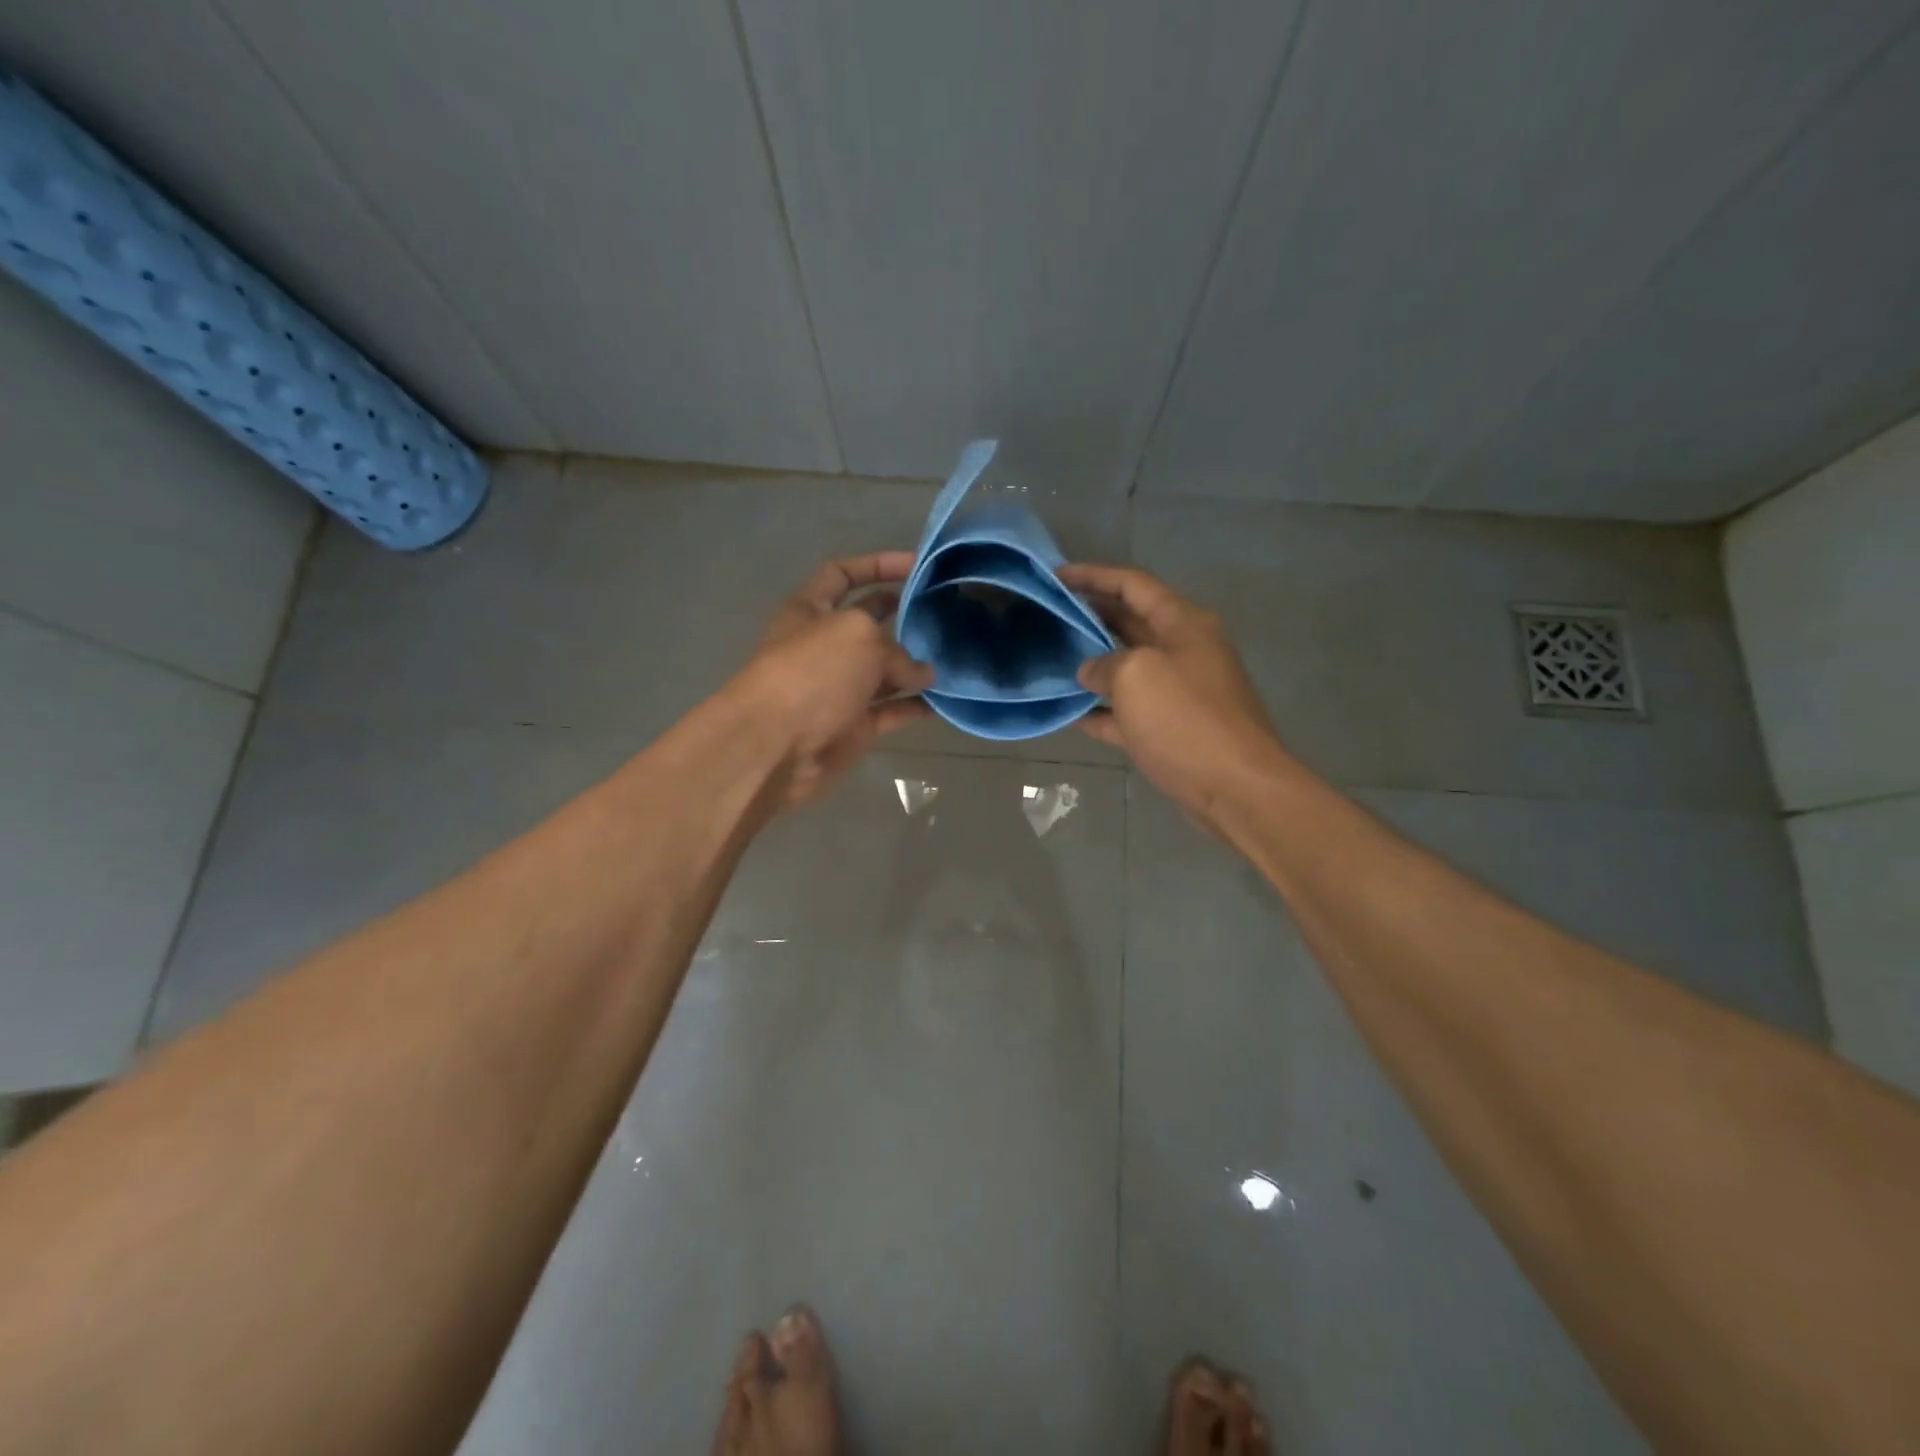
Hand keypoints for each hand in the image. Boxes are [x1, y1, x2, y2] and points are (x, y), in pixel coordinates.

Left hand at [730, 552, 934, 808]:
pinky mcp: (855, 726)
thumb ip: (896, 647)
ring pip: (886, 670)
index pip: (842, 574)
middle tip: (945, 612)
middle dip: (903, 615)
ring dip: (917, 665)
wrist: (777, 747)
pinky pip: (893, 711)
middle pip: (869, 622)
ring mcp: (840, 688)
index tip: (918, 566)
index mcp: (811, 610)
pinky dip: (917, 706)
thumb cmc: (811, 674)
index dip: (877, 564)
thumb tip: (922, 674)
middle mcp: (825, 645)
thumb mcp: (857, 636)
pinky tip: (947, 699)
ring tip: (955, 656)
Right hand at [1060, 563, 1288, 830]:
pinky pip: (1128, 711)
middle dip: (1089, 616)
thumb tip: (1090, 671)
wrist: (1236, 787)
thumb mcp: (1136, 676)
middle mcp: (1182, 650)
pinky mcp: (1171, 729)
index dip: (1093, 575)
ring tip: (1050, 660)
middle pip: (1129, 622)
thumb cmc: (1186, 720)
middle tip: (1046, 616)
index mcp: (1182, 623)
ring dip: (1091, 663)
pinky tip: (1069, 713)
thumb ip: (1104, 663)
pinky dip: (1101, 710)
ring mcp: (1178, 691)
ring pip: (1126, 668)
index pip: (1132, 584)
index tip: (1056, 576)